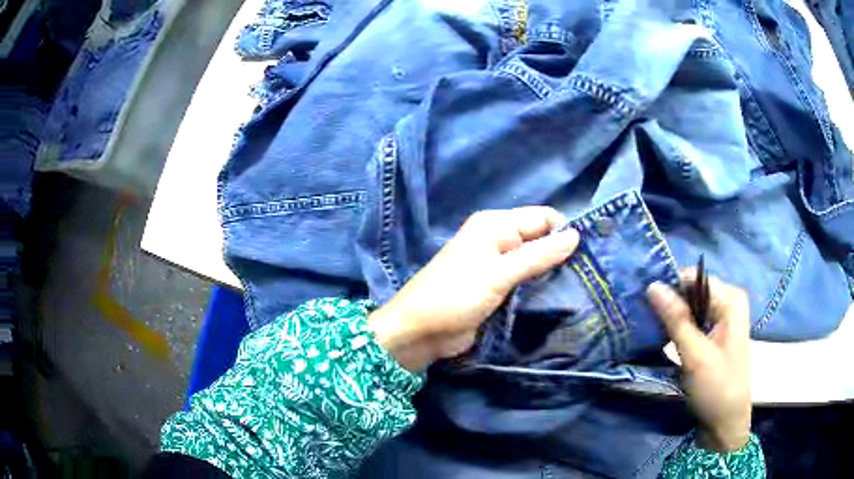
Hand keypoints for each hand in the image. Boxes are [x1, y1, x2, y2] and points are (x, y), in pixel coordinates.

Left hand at [368, 207, 579, 371]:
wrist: (420, 331)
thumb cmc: (456, 296)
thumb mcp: (499, 274)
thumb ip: (538, 255)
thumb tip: (576, 235)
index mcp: (495, 225)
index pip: (543, 217)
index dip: (565, 232)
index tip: (590, 254)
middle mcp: (498, 239)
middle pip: (540, 238)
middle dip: (561, 254)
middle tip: (589, 274)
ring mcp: (497, 264)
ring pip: (535, 261)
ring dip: (552, 272)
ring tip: (580, 287)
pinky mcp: (497, 287)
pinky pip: (526, 281)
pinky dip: (540, 287)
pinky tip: (559, 297)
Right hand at [647, 272, 751, 452]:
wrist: (726, 422)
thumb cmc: (716, 387)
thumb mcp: (695, 355)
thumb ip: (676, 319)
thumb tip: (652, 285)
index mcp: (730, 299)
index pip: (694, 278)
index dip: (669, 287)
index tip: (644, 303)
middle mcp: (728, 302)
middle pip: (692, 291)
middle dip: (670, 303)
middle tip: (644, 319)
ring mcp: (723, 318)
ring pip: (691, 307)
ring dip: (671, 318)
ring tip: (649, 329)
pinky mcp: (715, 334)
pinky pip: (693, 321)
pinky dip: (678, 328)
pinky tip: (663, 338)